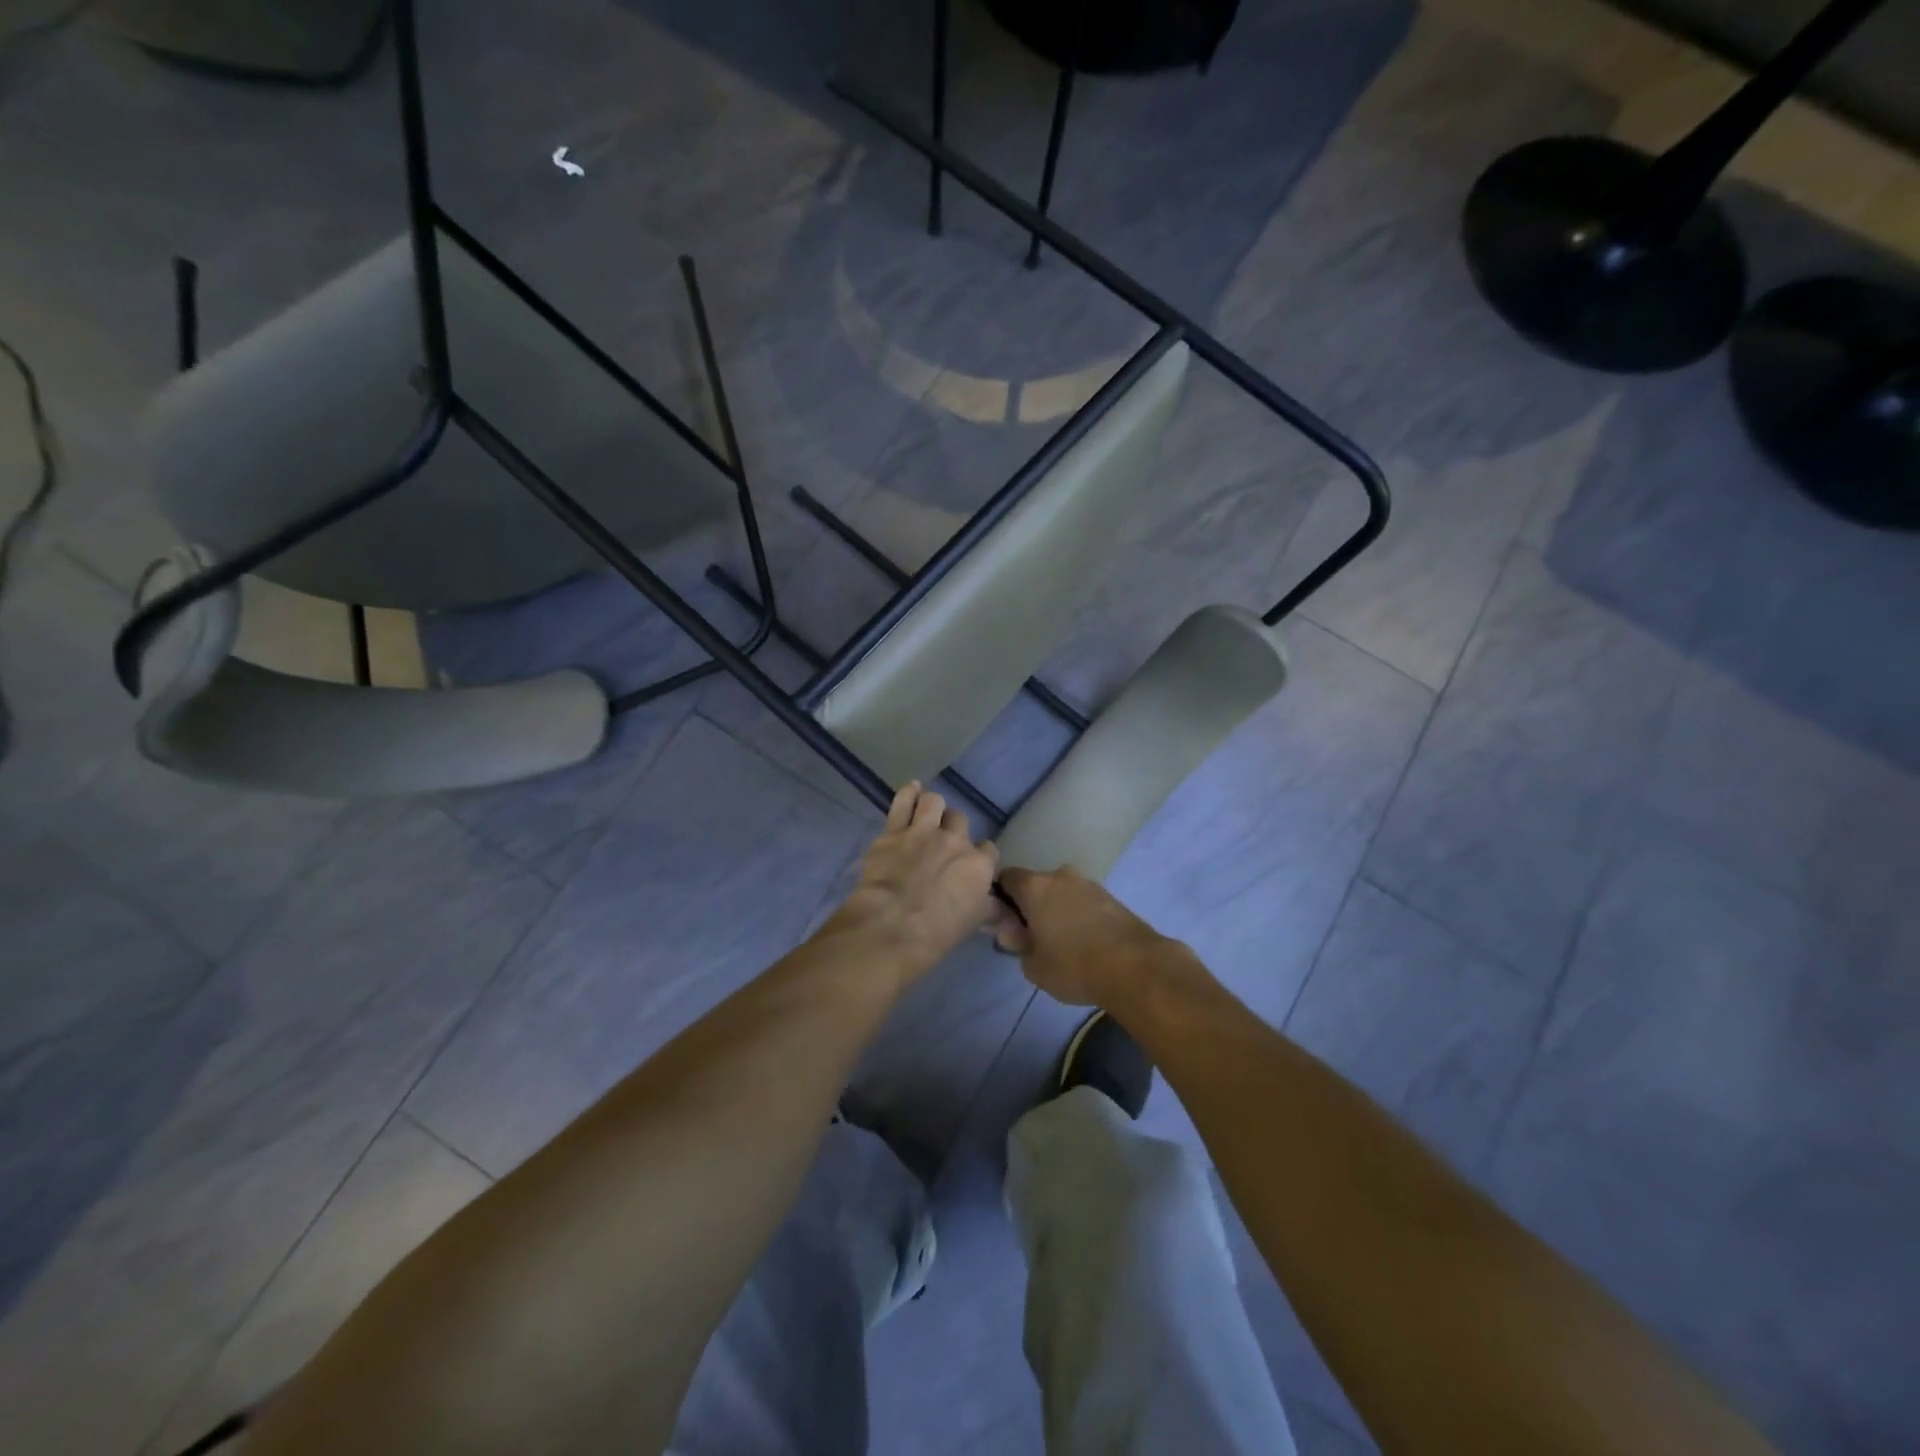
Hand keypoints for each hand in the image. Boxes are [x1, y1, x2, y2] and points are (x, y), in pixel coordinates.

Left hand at [833, 783, 998, 980]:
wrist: (894, 925)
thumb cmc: (937, 932)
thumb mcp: (973, 923)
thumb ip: (992, 912)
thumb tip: (1010, 917)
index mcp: (979, 865)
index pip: (988, 849)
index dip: (980, 855)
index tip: (971, 864)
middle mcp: (956, 841)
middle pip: (960, 820)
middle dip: (954, 828)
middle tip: (943, 842)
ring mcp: (924, 831)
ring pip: (934, 802)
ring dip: (932, 807)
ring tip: (927, 814)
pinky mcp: (894, 831)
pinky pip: (904, 801)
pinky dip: (908, 793)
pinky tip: (912, 789)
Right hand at [991, 867, 1179, 1006]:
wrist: (1136, 967)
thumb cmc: (1074, 966)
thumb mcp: (1033, 966)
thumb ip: (1017, 945)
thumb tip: (1013, 933)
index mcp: (1035, 887)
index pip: (1006, 878)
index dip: (1001, 898)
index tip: (1006, 922)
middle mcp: (1060, 876)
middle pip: (1037, 885)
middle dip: (1032, 906)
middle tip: (1034, 936)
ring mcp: (1089, 884)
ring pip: (1062, 893)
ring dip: (1058, 910)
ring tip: (1064, 942)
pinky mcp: (1112, 896)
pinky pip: (1084, 902)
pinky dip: (1080, 915)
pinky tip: (1086, 942)